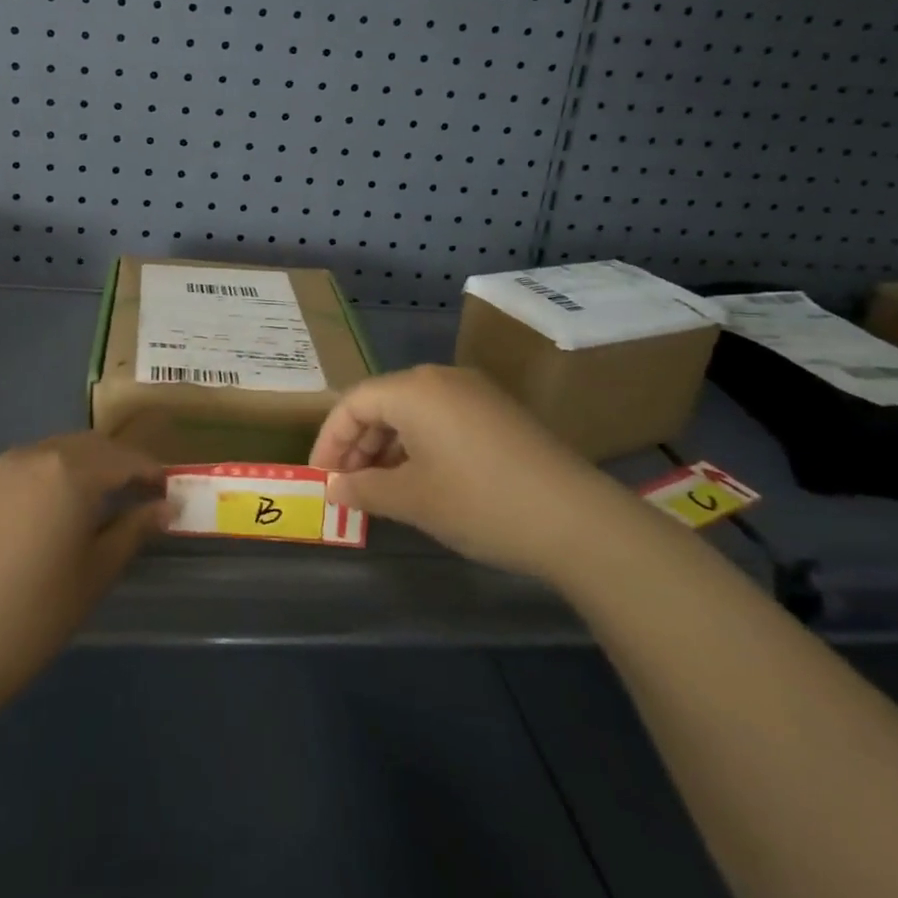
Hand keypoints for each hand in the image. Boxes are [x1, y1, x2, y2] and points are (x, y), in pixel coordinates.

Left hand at [0, 432, 164, 709]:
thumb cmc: (33, 616)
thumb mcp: (95, 574)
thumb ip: (134, 530)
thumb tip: (167, 506)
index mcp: (69, 471)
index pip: (124, 459)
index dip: (150, 473)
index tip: (167, 492)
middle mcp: (32, 456)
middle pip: (87, 447)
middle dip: (116, 464)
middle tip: (135, 495)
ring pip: (51, 454)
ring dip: (79, 468)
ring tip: (92, 504)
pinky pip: (19, 472)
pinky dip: (43, 481)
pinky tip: (42, 518)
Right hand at [309, 365, 609, 577]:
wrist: (576, 519)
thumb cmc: (479, 503)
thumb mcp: (413, 500)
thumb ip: (364, 490)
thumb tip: (335, 488)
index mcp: (414, 389)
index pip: (354, 403)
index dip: (330, 440)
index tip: (320, 477)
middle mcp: (441, 378)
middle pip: (383, 402)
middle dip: (358, 444)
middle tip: (347, 486)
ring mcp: (475, 392)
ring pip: (413, 411)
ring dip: (388, 446)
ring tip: (381, 488)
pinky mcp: (498, 411)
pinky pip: (442, 418)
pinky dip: (420, 444)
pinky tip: (422, 479)